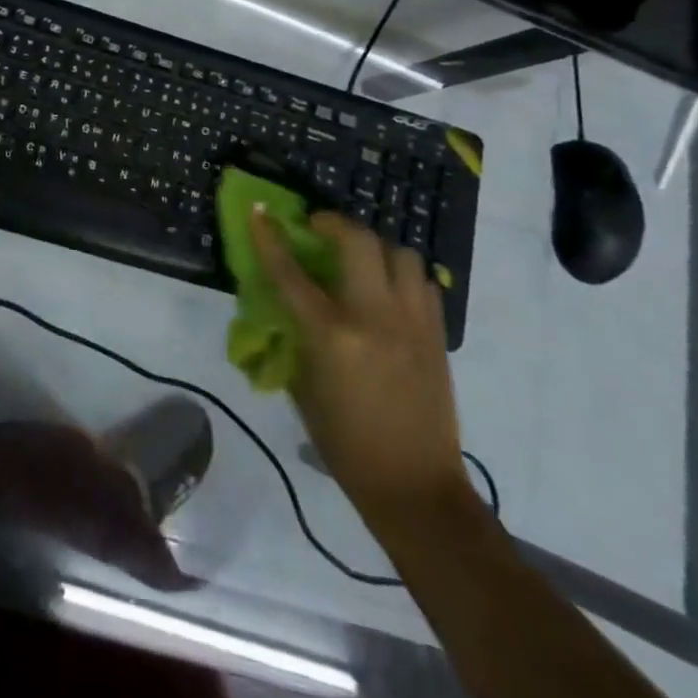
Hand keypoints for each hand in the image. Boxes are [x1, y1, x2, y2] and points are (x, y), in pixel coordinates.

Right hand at [250, 207, 469, 533]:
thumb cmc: (344, 443)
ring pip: (400, 253)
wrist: (415, 486)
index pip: (290, 272)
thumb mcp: (303, 386)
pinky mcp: (437, 334)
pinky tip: (389, 290)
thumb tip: (284, 300)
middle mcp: (374, 317)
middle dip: (334, 223)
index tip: (260, 211)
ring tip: (359, 258)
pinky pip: (423, 282)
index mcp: (331, 335)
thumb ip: (294, 335)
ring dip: (374, 246)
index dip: (270, 237)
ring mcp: (412, 322)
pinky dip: (402, 274)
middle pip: (358, 241)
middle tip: (318, 227)